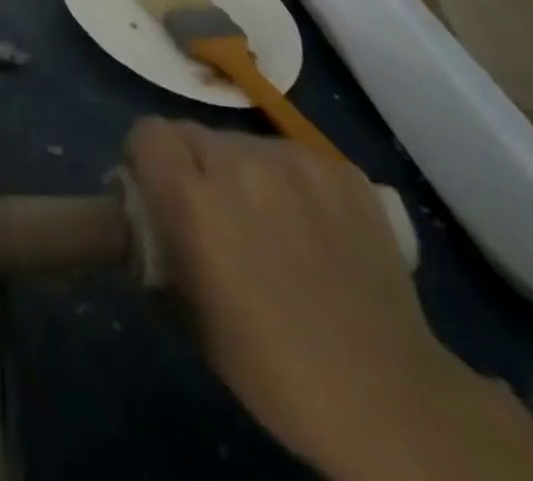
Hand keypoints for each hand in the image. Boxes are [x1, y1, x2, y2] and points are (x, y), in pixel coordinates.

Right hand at [126, 118, 532, 480]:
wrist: (388, 398)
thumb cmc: (270, 366)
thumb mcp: (187, 312)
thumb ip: (158, 245)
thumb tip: (144, 215)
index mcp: (192, 198)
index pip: (147, 133)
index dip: (146, 158)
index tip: (158, 189)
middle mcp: (237, 162)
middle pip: (193, 133)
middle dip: (194, 165)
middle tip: (214, 212)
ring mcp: (293, 160)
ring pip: (243, 142)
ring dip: (241, 170)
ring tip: (270, 222)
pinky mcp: (339, 168)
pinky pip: (292, 155)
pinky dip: (290, 180)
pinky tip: (312, 226)